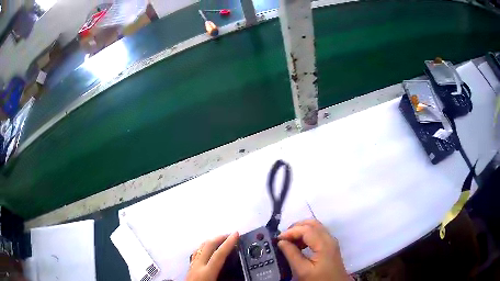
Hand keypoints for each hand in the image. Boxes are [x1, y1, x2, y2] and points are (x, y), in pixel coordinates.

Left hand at [186, 232, 238, 280]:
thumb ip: (228, 278)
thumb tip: (236, 271)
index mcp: (207, 272)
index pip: (219, 254)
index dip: (229, 243)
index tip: (236, 234)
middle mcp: (198, 266)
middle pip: (208, 246)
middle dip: (220, 237)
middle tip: (230, 235)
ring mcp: (192, 266)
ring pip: (200, 247)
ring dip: (211, 242)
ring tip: (220, 240)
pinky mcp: (189, 268)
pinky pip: (196, 253)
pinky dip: (204, 248)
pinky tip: (207, 250)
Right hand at [278, 219, 350, 280]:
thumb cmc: (319, 279)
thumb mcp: (303, 270)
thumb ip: (292, 255)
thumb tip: (281, 242)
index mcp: (324, 244)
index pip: (306, 229)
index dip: (291, 231)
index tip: (278, 239)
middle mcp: (329, 238)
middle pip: (312, 223)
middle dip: (296, 227)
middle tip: (283, 238)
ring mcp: (331, 241)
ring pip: (315, 227)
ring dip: (301, 230)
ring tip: (289, 242)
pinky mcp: (330, 245)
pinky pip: (318, 233)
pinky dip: (306, 235)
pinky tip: (299, 245)